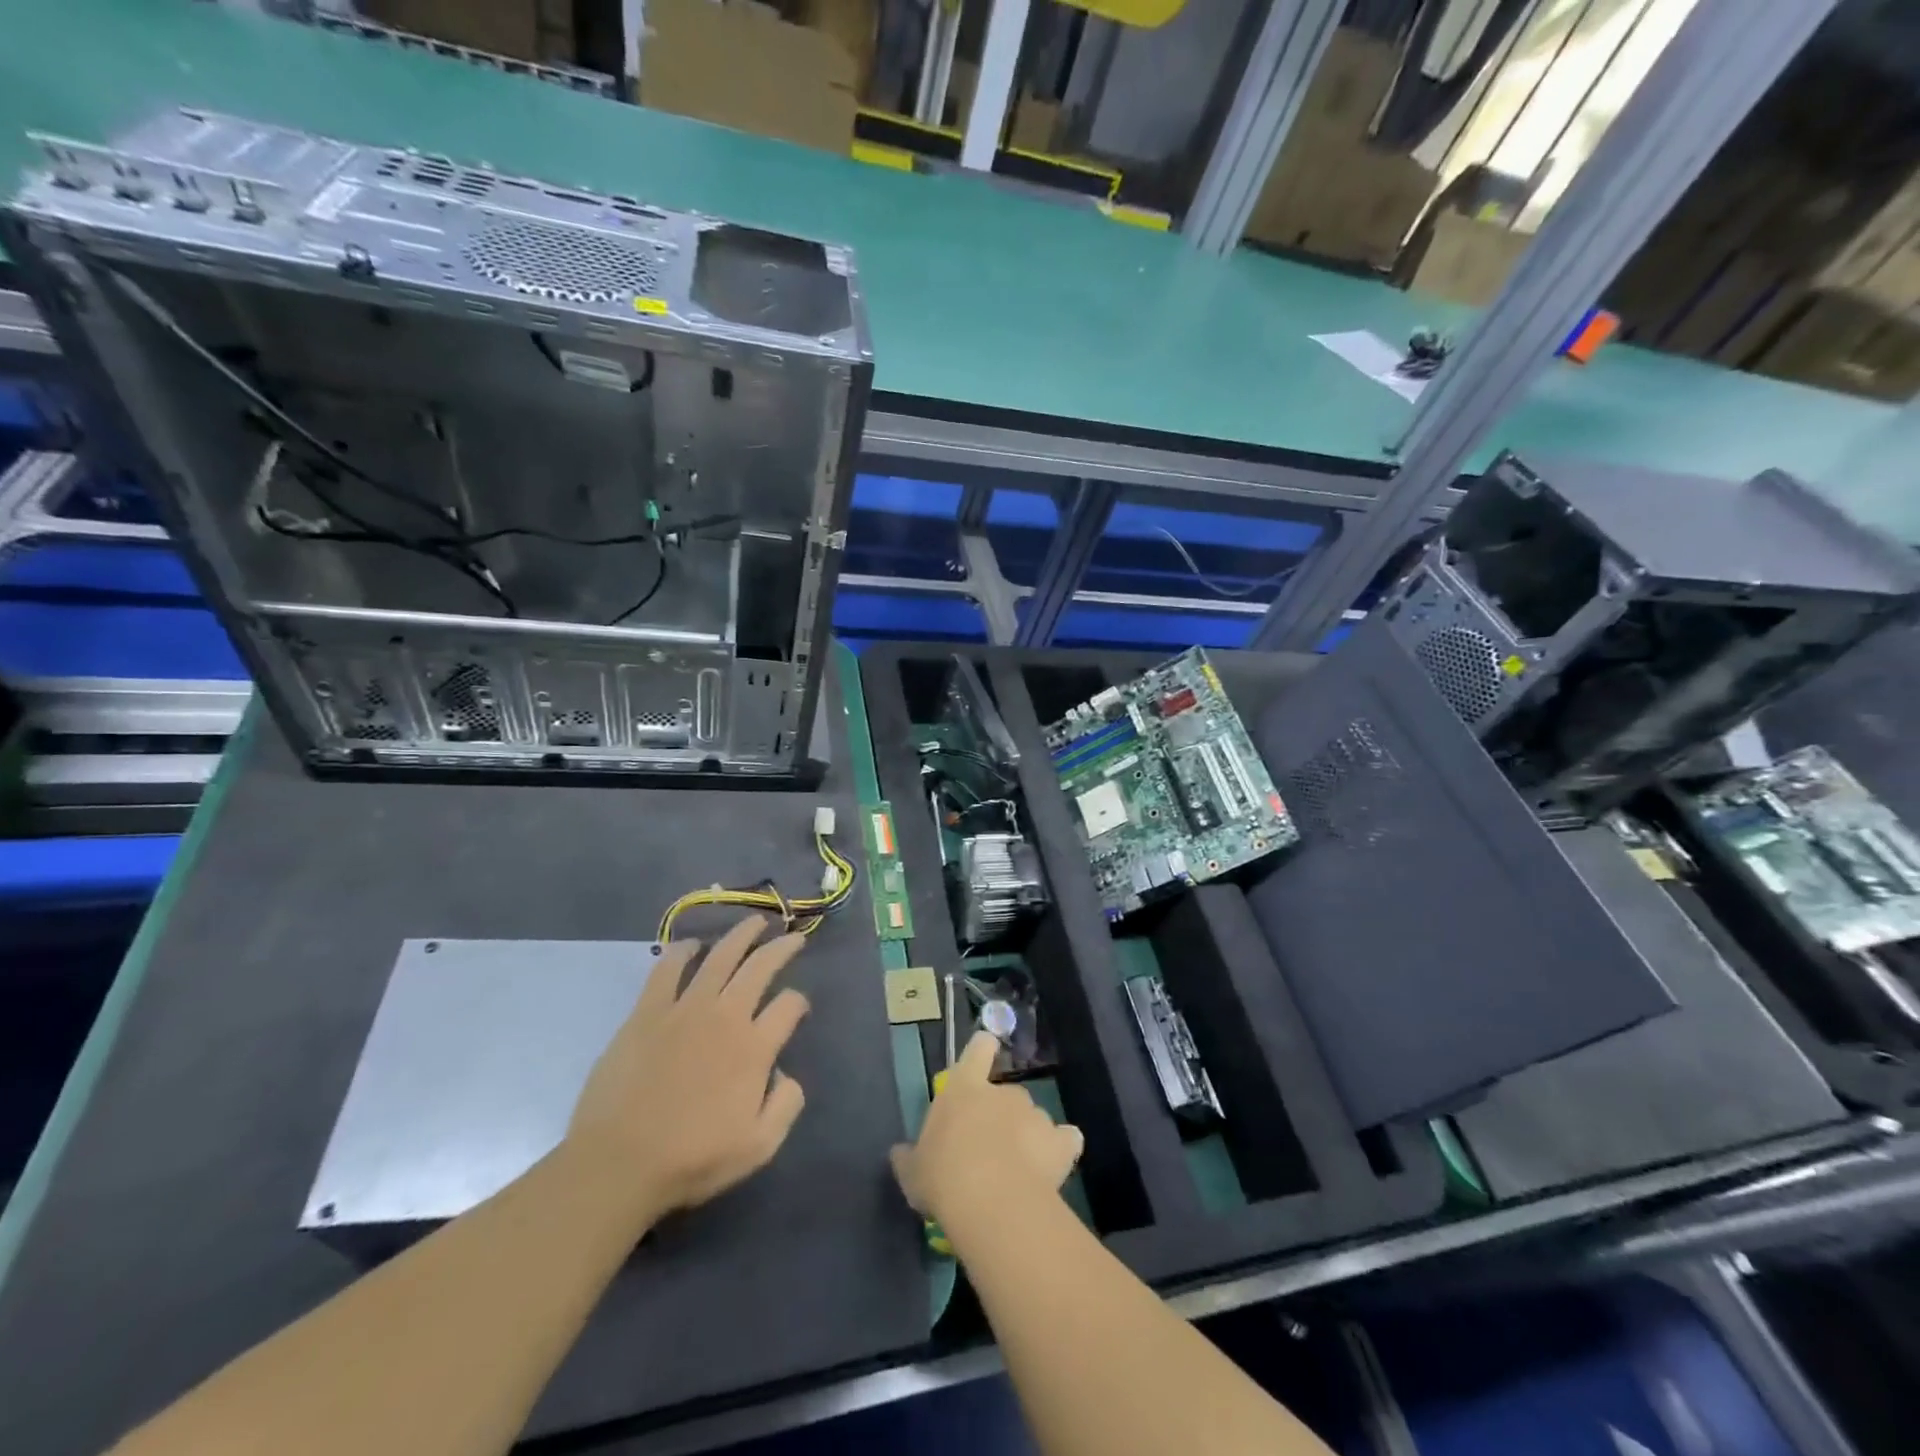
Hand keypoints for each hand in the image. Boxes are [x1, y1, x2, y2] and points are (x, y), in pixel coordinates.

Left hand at [567, 916, 809, 1224]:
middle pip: (760, 967)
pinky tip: (691, 946)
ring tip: (755, 922)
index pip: (788, 1006)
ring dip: (741, 935)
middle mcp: (725, 1016)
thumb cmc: (691, 1160)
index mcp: (754, 1047)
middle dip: (781, 948)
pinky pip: (667, 969)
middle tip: (792, 937)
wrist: (618, 1165)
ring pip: (720, 957)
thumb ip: (786, 1105)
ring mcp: (684, 1009)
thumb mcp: (759, 1146)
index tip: (797, 1008)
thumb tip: (785, 1073)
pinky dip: (682, 952)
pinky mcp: (647, 1012)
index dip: (798, 1003)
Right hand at [890, 1031, 1082, 1236]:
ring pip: (1033, 1118)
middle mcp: (1003, 1092)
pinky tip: (1052, 1169)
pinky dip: (1060, 1149)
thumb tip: (899, 1153)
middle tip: (990, 1150)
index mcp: (964, 1088)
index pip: (978, 1049)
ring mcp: (1034, 1114)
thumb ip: (909, 1158)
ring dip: (1028, 1136)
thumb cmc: (943, 1177)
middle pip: (1006, 1093)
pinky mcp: (1060, 1141)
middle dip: (1002, 1116)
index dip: (981, 1050)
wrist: (992, 1201)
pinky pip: (1065, 1140)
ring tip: (1018, 1172)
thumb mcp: (913, 1172)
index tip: (983, 1056)